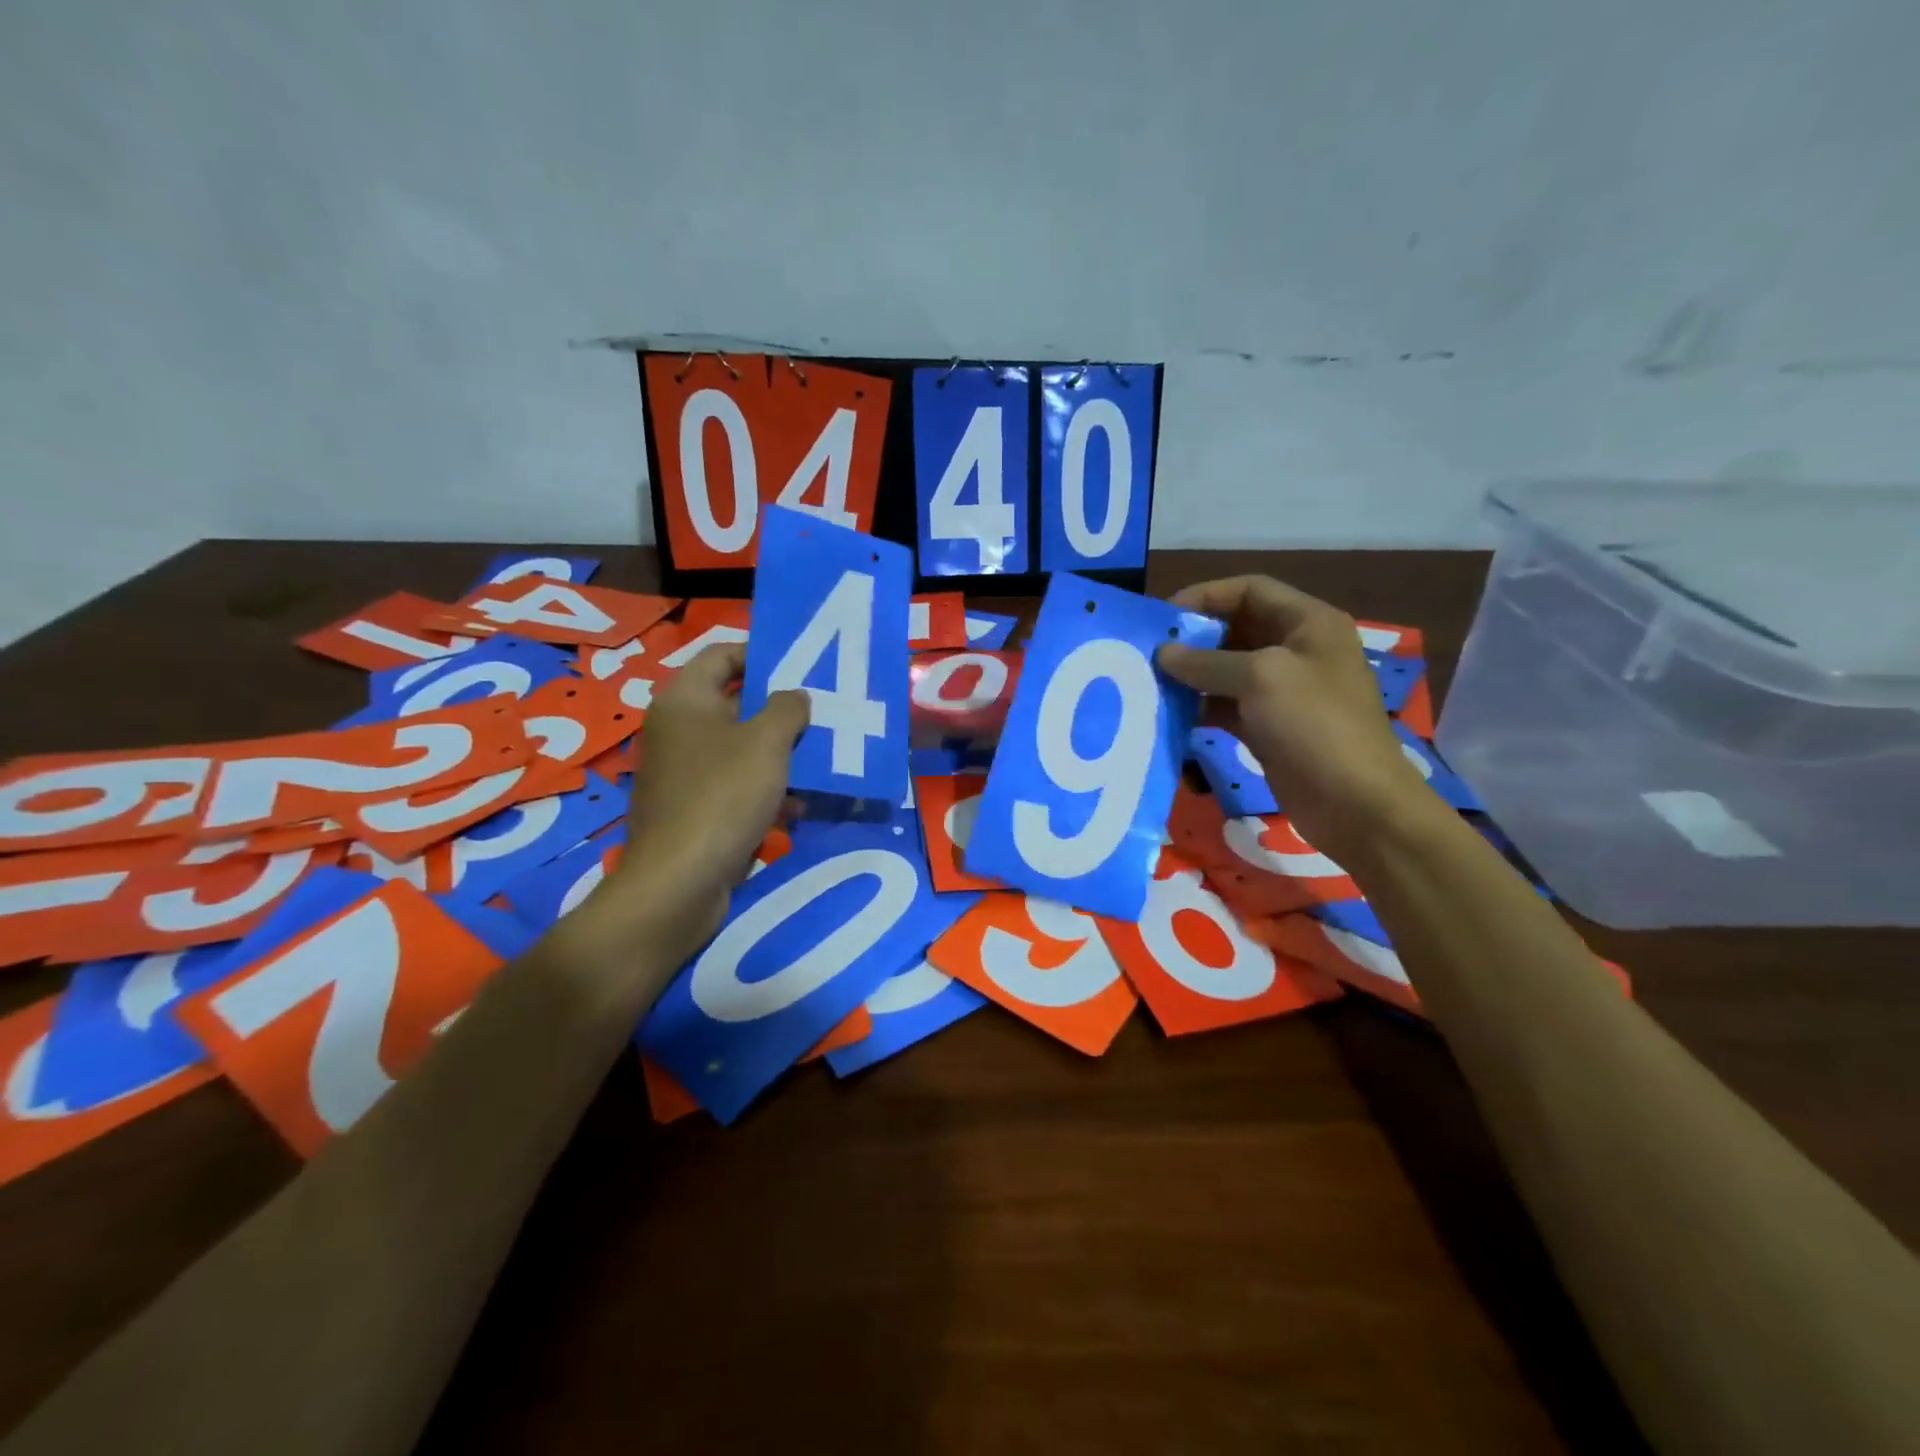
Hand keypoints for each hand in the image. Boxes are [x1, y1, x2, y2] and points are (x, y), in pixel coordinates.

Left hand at [604, 643, 807, 957]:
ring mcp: (682, 772)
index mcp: (684, 701)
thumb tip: (795, 696)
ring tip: (820, 760)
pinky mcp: (692, 809)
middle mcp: (677, 730)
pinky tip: (797, 806)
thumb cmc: (723, 796)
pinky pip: (733, 785)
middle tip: (820, 713)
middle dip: (779, 710)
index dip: (760, 654)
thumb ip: (787, 708)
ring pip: (739, 749)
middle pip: (734, 704)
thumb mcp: (767, 743)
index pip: (721, 655)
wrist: (679, 881)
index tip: (801, 667)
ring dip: (778, 754)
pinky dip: (764, 789)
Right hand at [1157, 576, 1432, 863]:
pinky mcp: (1270, 727)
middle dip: (1194, 639)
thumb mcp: (1260, 678)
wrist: (1354, 803)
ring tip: (1151, 682)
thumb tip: (1164, 653)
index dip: (1205, 596)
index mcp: (1308, 623)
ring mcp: (1283, 691)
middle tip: (1149, 653)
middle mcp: (1296, 650)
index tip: (1163, 617)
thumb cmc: (1315, 725)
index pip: (1250, 589)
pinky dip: (1200, 707)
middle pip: (1236, 629)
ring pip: (1227, 670)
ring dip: (1192, 676)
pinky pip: (1227, 706)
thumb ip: (1207, 662)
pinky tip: (1170, 714)